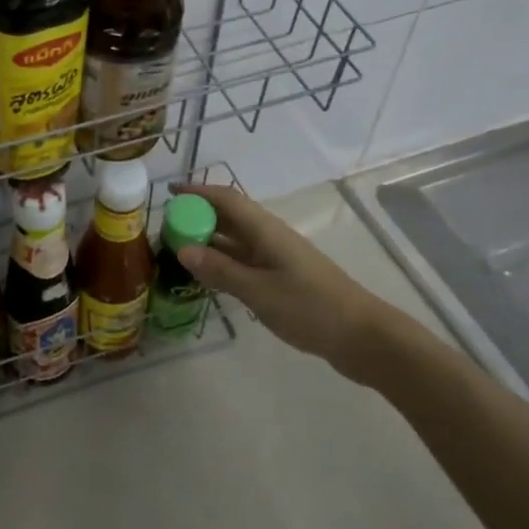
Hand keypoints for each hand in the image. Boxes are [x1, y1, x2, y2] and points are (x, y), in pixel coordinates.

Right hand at [173, 183, 428, 378]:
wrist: (362, 336)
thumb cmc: (310, 308)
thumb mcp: (258, 291)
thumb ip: (220, 270)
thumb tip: (182, 249)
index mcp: (265, 230)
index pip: (226, 198)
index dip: (197, 192)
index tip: (169, 194)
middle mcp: (270, 237)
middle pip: (230, 216)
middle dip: (198, 215)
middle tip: (166, 228)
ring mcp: (277, 258)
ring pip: (236, 240)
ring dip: (209, 240)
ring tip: (178, 250)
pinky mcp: (283, 278)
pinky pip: (245, 260)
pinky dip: (223, 261)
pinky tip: (208, 276)